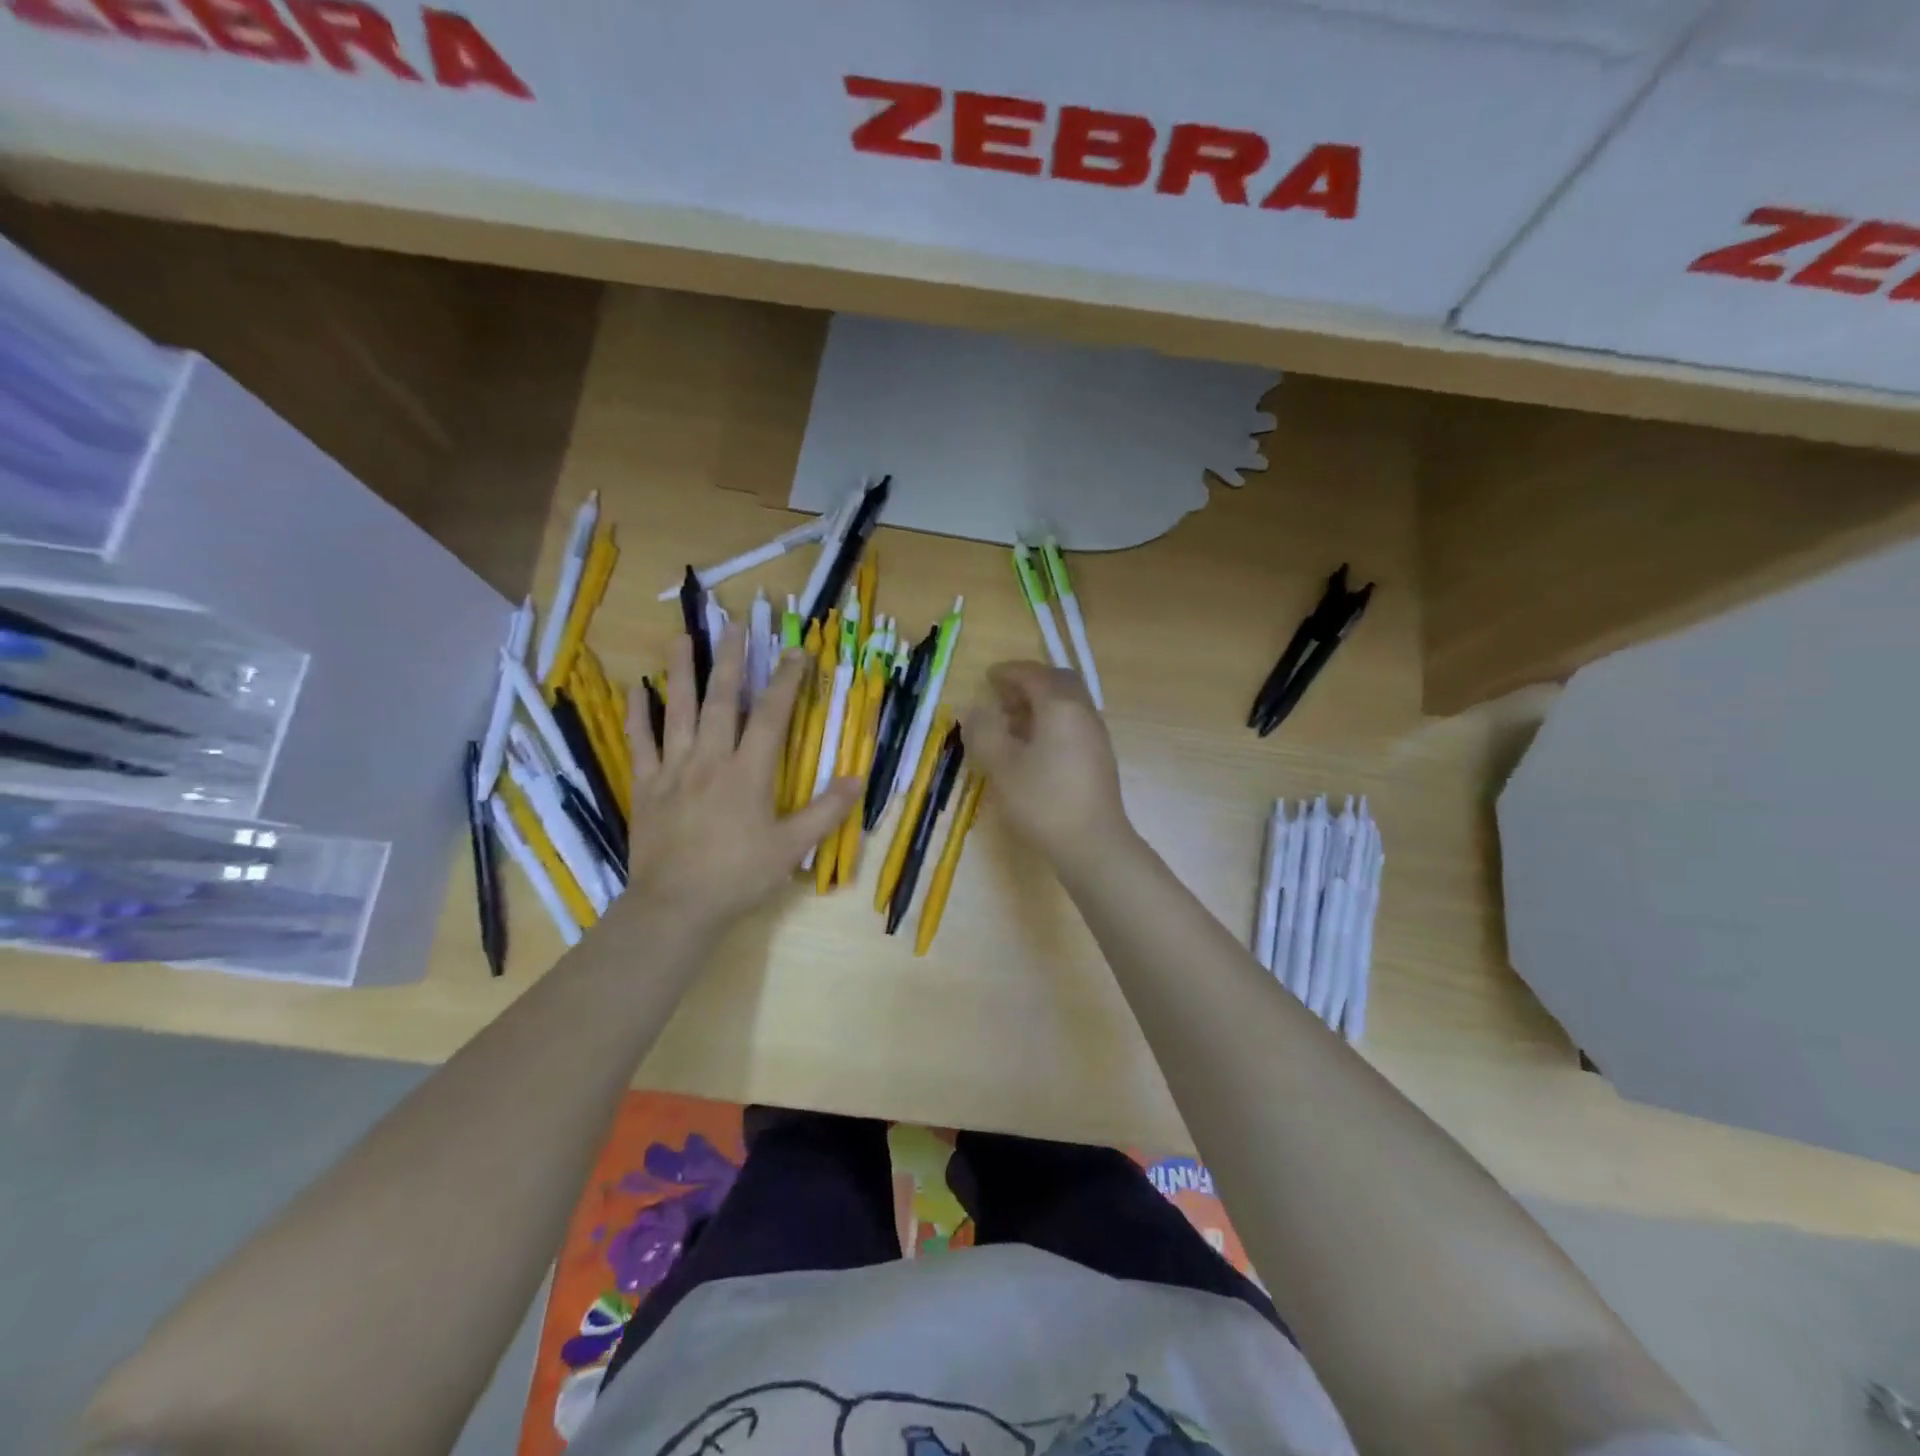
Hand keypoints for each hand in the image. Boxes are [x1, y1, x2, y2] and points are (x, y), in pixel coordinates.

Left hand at [622, 626, 859, 931]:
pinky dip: (637, 715)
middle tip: (735, 625)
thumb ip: (826, 812)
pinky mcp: (646, 787)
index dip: (786, 680)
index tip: (797, 651)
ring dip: (680, 672)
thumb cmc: (739, 876)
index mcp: (748, 772)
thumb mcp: (792, 848)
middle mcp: (710, 760)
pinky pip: (640, 743)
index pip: (771, 715)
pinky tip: (636, 690)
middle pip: (720, 699)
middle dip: (731, 660)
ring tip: (682, 638)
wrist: (676, 907)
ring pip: (677, 711)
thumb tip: (856, 778)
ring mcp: (673, 770)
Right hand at [962, 661, 1130, 869]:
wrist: (1093, 843)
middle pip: (1058, 682)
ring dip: (1041, 702)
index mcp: (1060, 706)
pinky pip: (1074, 722)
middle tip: (1003, 696)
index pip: (1033, 675)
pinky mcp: (1099, 756)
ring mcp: (1096, 734)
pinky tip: (1034, 746)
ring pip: (1068, 703)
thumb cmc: (1043, 801)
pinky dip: (1052, 720)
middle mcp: (1083, 712)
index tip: (988, 677)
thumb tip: (975, 709)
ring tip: (1013, 722)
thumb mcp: (1001, 766)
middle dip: (1029, 682)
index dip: (1009, 672)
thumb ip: (984, 732)